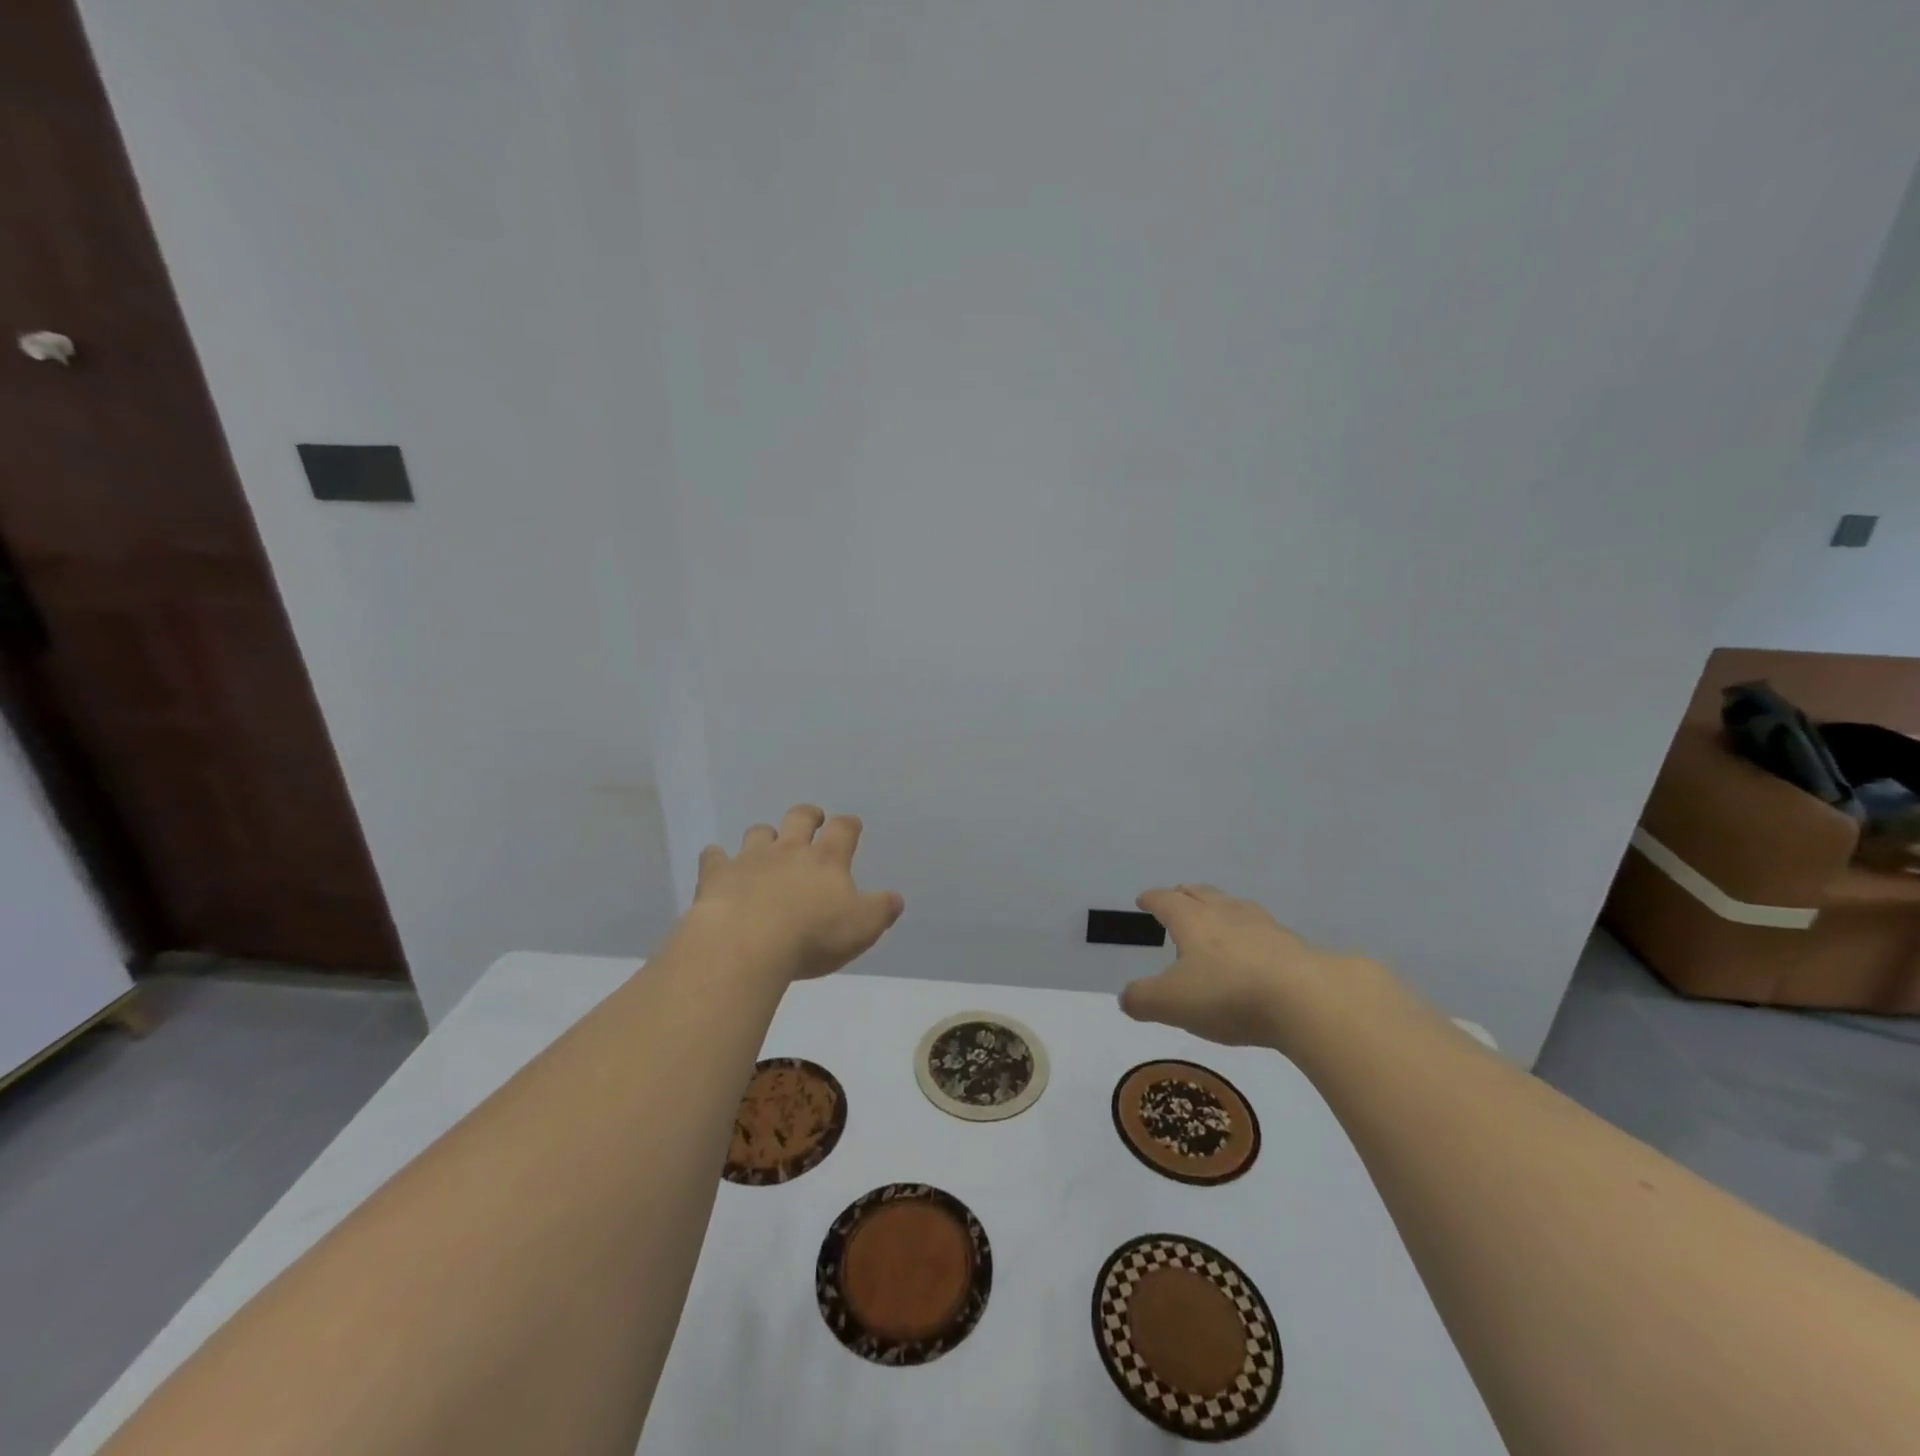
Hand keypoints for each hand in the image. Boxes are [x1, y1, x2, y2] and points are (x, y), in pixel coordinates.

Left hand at [688, 805, 904, 980]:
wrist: (746, 943)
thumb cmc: (812, 936)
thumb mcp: (862, 928)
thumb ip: (881, 910)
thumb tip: (895, 898)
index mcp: (827, 859)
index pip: (843, 830)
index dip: (849, 825)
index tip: (851, 825)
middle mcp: (789, 850)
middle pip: (800, 817)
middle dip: (808, 816)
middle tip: (812, 819)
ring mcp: (750, 859)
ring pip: (759, 832)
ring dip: (765, 835)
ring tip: (766, 845)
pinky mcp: (717, 875)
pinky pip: (714, 857)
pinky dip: (717, 858)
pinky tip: (717, 864)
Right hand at [1120, 884, 1377, 1051]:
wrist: (1308, 999)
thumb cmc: (1229, 994)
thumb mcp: (1171, 1003)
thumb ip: (1143, 999)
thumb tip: (1126, 998)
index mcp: (1192, 920)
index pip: (1166, 900)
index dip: (1152, 899)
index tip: (1143, 899)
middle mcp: (1225, 913)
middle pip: (1202, 894)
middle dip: (1185, 894)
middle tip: (1177, 898)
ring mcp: (1264, 926)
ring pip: (1235, 906)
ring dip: (1220, 908)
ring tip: (1216, 917)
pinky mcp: (1294, 946)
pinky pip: (1264, 930)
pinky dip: (1251, 933)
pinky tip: (1255, 948)